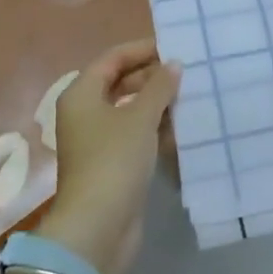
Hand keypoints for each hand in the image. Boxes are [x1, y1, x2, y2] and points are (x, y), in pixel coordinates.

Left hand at [38, 39, 180, 273]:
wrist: (98, 226)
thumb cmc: (114, 160)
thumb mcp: (140, 117)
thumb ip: (159, 87)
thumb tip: (173, 64)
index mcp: (82, 94)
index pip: (113, 58)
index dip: (142, 50)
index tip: (174, 47)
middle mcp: (85, 113)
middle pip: (120, 82)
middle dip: (152, 77)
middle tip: (187, 72)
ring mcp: (97, 140)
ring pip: (130, 110)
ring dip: (157, 104)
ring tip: (190, 96)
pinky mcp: (112, 163)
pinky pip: (135, 135)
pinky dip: (155, 129)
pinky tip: (182, 128)